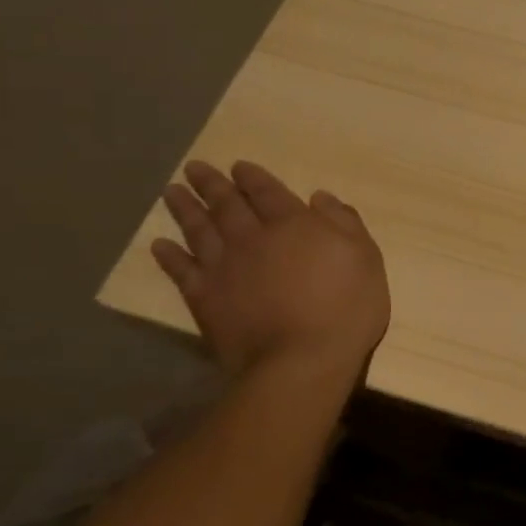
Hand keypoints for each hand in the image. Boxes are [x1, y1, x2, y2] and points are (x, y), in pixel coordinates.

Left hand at [151, 160, 388, 382]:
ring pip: (199, 230)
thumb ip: (344, 223)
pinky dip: (169, 256)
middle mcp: (253, 237)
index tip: (238, 166)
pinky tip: (159, 245)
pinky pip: (181, 271)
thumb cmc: (346, 307)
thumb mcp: (366, 258)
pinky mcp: (205, 298)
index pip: (268, 192)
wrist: (302, 359)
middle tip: (194, 168)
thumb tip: (320, 197)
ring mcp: (224, 267)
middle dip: (212, 185)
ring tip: (171, 192)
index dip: (252, 178)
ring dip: (185, 209)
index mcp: (294, 224)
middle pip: (228, 204)